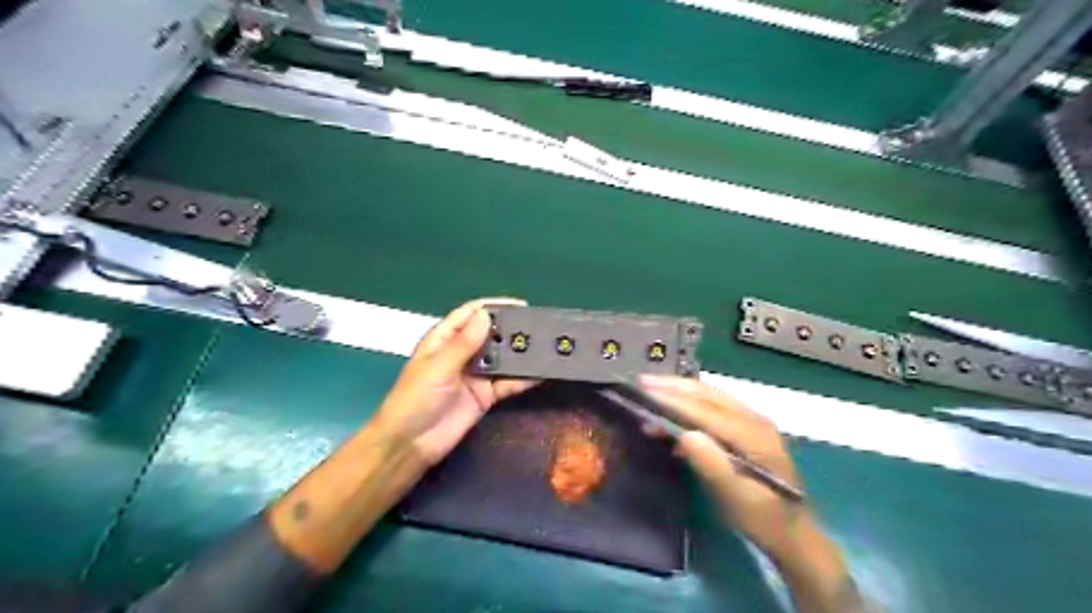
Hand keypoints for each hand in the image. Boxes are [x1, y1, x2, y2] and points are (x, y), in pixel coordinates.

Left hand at [374, 298, 537, 463]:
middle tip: (539, 326)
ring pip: (501, 358)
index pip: (470, 315)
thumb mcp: (439, 367)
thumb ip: (464, 343)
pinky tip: (541, 373)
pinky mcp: (485, 396)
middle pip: (490, 334)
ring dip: (520, 353)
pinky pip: (507, 383)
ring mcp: (475, 375)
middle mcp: (462, 354)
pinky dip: (523, 379)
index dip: (493, 306)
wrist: (410, 444)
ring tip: (546, 346)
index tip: (521, 305)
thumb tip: (486, 315)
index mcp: (444, 340)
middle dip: (511, 329)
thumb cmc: (415, 399)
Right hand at [637, 376, 866, 609]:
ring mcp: (751, 422)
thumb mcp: (736, 498)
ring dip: (679, 393)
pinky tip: (670, 415)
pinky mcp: (745, 429)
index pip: (705, 410)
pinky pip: (712, 408)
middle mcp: (753, 419)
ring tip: (650, 392)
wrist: (793, 534)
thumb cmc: (763, 519)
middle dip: (673, 387)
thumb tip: (684, 435)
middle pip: (708, 394)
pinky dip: (688, 406)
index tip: (644, 391)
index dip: (673, 400)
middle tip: (641, 382)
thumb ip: (712, 464)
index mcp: (753, 434)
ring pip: (709, 397)